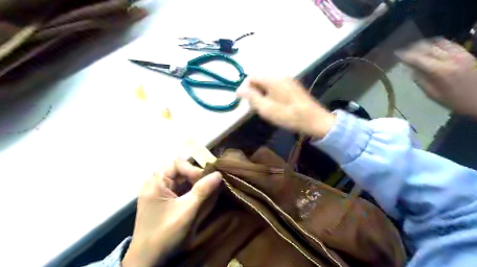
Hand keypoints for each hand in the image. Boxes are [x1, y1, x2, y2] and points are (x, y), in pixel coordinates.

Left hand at [121, 160, 221, 265]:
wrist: (147, 260)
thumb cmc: (165, 233)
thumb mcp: (187, 211)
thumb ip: (203, 190)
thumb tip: (218, 174)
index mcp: (155, 183)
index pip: (176, 163)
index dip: (192, 169)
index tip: (204, 180)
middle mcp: (154, 184)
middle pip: (178, 169)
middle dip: (194, 176)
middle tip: (207, 185)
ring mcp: (157, 192)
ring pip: (179, 179)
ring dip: (193, 183)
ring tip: (205, 191)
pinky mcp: (162, 200)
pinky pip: (178, 188)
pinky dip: (189, 190)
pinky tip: (197, 197)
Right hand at [235, 77, 332, 137]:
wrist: (313, 119)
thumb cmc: (288, 115)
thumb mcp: (266, 108)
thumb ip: (251, 97)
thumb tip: (239, 89)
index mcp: (272, 78)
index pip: (251, 76)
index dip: (244, 87)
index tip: (242, 100)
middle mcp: (280, 75)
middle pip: (260, 78)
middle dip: (253, 90)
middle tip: (253, 105)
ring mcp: (288, 79)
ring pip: (267, 82)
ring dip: (261, 92)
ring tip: (262, 106)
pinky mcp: (293, 86)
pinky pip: (276, 85)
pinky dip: (270, 92)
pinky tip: (273, 103)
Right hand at [398, 37, 476, 116]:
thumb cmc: (455, 101)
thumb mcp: (433, 94)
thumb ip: (421, 80)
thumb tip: (412, 70)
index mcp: (440, 71)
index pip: (418, 58)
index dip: (405, 55)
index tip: (396, 54)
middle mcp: (451, 59)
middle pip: (428, 47)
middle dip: (414, 47)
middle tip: (404, 49)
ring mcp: (461, 54)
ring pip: (440, 42)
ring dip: (426, 44)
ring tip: (417, 47)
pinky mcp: (467, 53)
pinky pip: (450, 44)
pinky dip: (438, 44)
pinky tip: (432, 48)